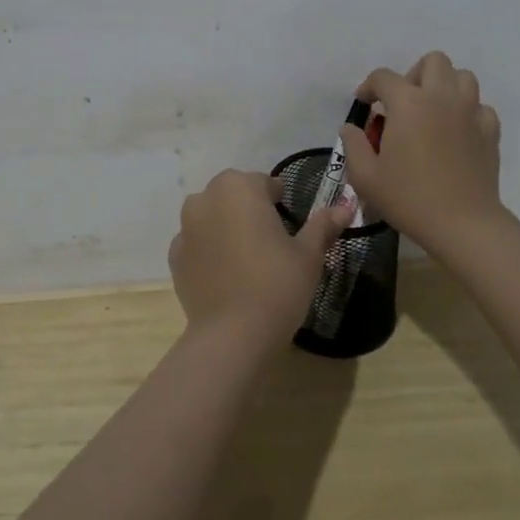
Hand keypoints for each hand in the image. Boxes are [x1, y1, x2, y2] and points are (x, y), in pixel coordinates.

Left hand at [168, 170, 349, 344]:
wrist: (232, 336)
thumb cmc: (277, 285)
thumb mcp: (309, 254)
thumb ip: (323, 225)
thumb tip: (345, 206)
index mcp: (239, 187)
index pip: (264, 184)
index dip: (280, 201)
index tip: (291, 224)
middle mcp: (206, 198)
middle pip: (235, 195)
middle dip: (251, 210)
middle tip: (272, 243)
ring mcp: (186, 227)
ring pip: (213, 216)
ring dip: (227, 227)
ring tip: (248, 259)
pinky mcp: (175, 257)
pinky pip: (197, 243)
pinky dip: (210, 251)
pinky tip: (227, 275)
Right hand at [342, 50, 504, 259]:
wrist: (463, 224)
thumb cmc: (409, 198)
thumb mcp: (365, 176)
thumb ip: (353, 145)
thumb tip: (351, 128)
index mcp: (407, 102)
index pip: (383, 77)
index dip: (369, 86)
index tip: (364, 104)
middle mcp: (440, 97)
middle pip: (432, 61)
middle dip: (414, 74)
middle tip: (404, 103)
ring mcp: (470, 112)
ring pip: (463, 77)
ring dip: (445, 87)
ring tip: (433, 112)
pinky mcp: (490, 131)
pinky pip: (480, 107)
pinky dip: (468, 112)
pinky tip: (457, 133)